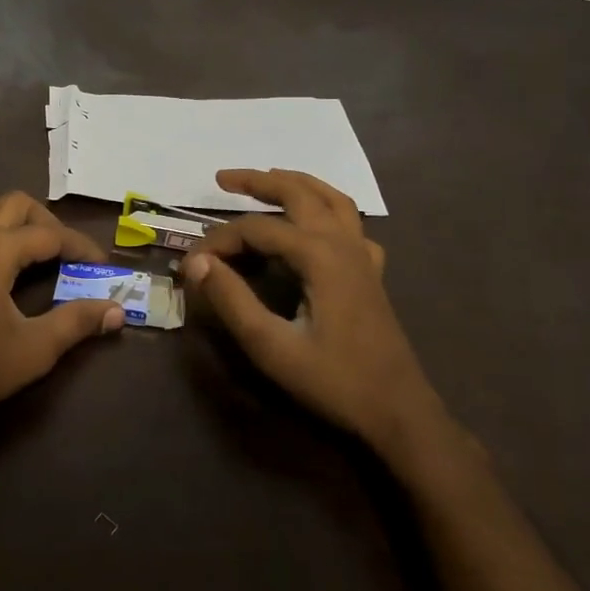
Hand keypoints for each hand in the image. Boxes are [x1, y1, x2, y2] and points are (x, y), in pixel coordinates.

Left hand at [0, 191, 125, 439]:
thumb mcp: (34, 349)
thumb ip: (77, 322)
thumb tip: (117, 310)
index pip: (50, 234)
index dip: (80, 246)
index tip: (101, 264)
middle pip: (14, 203)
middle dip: (45, 222)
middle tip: (64, 253)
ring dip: (3, 217)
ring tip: (21, 246)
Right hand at [181, 169, 440, 455]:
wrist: (398, 412)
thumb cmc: (334, 381)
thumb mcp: (272, 347)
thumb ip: (232, 300)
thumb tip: (197, 262)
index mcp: (319, 256)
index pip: (256, 230)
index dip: (218, 241)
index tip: (191, 264)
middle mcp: (343, 243)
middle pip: (298, 193)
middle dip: (258, 181)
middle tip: (221, 179)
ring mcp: (362, 255)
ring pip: (331, 198)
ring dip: (296, 184)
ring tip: (268, 179)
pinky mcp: (371, 272)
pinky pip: (351, 224)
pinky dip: (329, 210)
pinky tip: (316, 224)